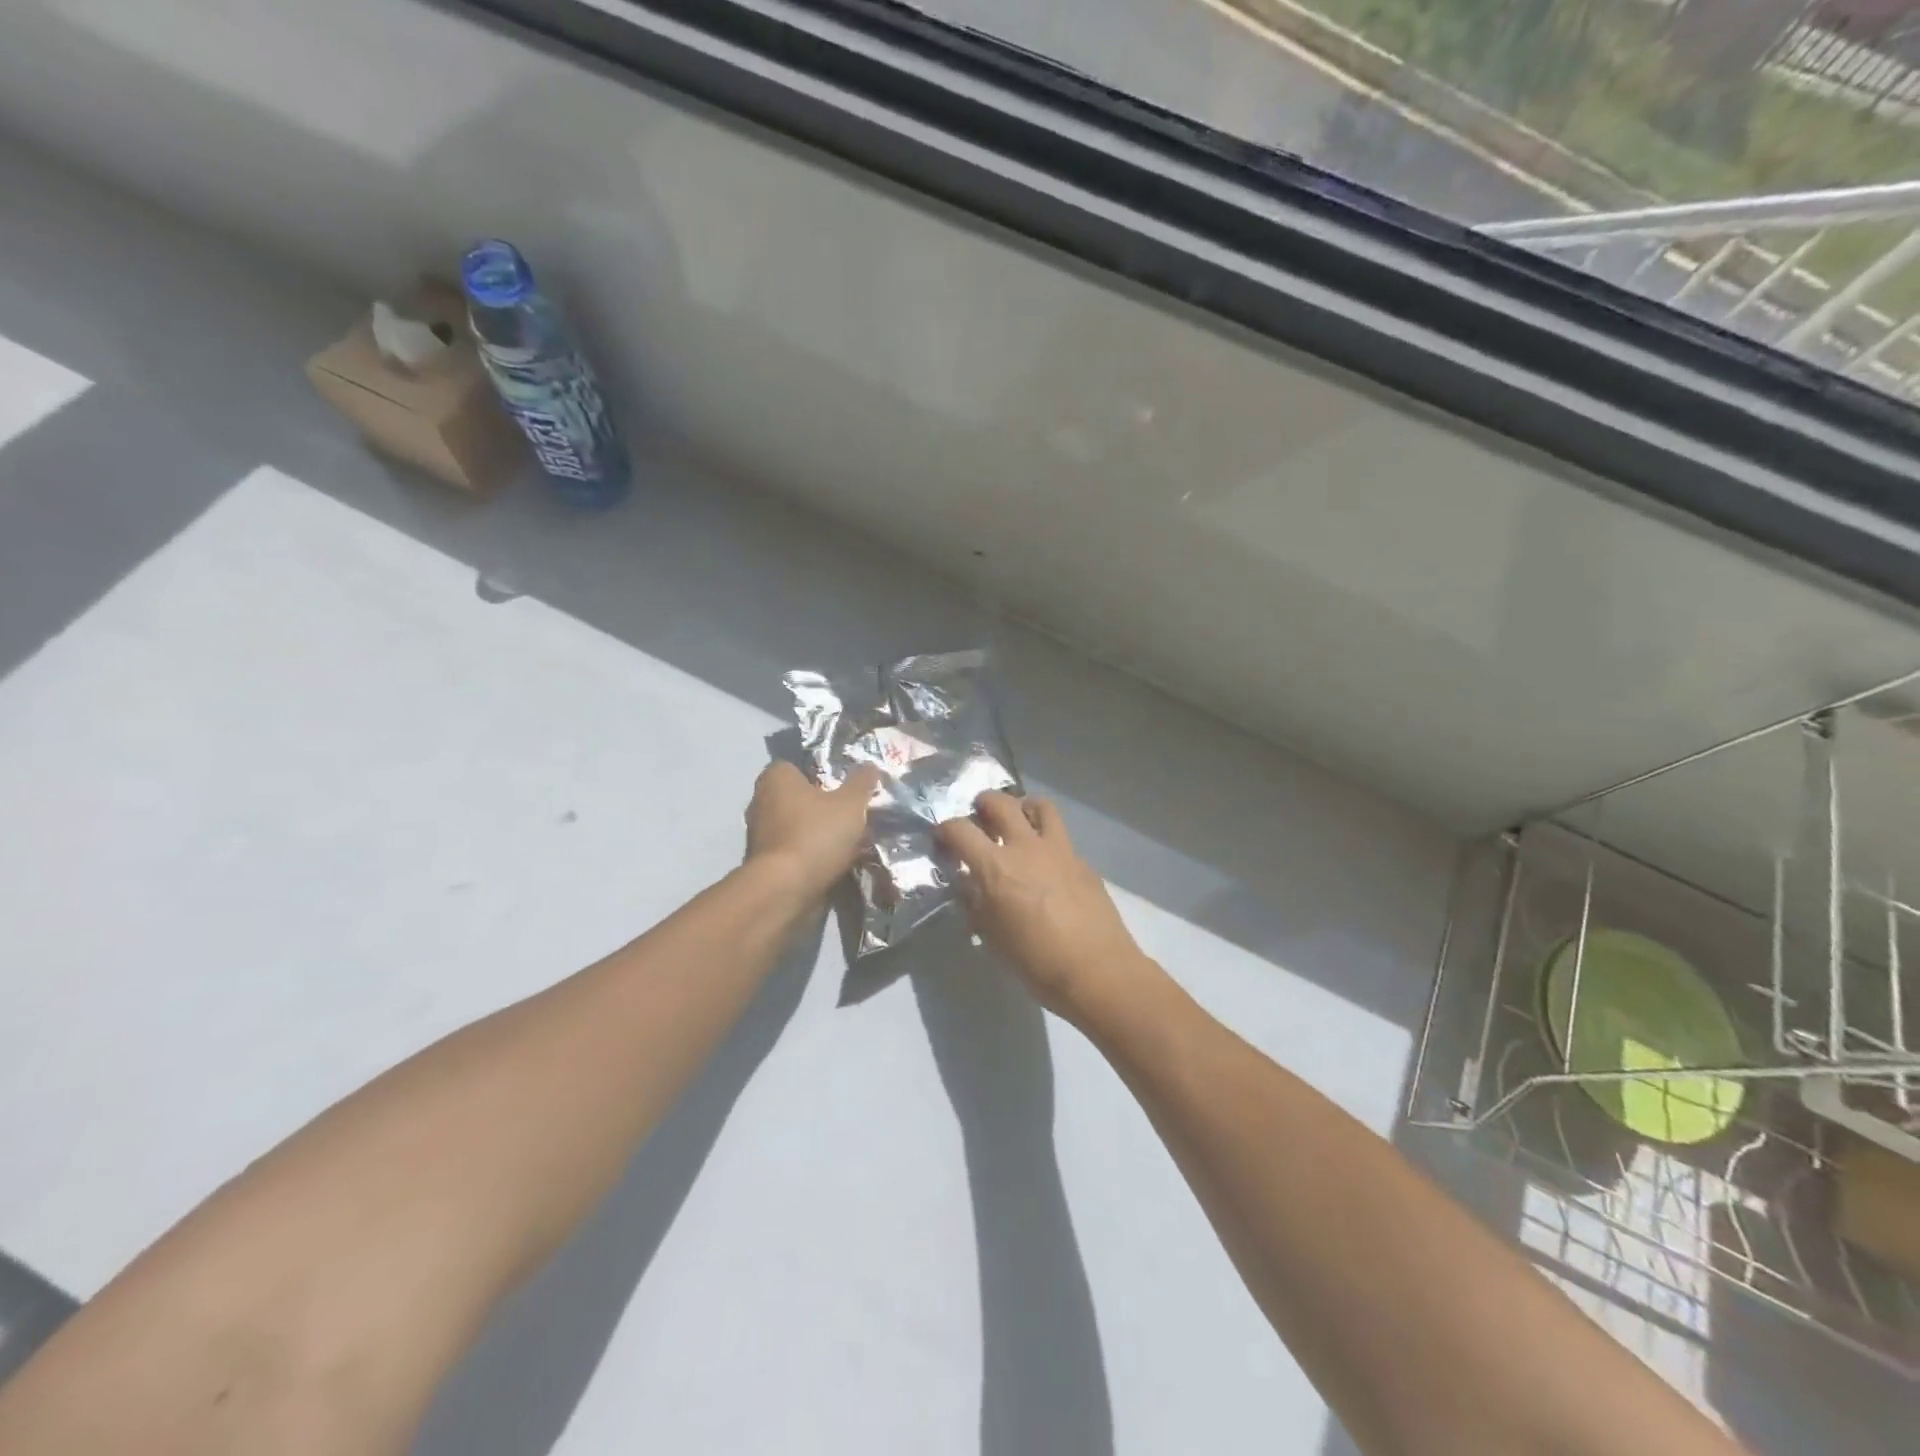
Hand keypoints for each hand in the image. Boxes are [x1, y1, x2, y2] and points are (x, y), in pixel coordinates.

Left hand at [744, 761, 883, 900]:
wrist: (785, 890)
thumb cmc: (816, 835)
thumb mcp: (851, 804)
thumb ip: (862, 782)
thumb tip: (870, 766)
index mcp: (776, 777)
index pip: (800, 766)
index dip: (824, 775)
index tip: (845, 789)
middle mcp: (761, 800)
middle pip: (799, 797)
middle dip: (822, 806)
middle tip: (851, 815)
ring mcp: (759, 834)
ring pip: (797, 825)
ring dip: (817, 833)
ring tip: (847, 842)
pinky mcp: (763, 862)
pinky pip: (794, 850)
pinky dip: (810, 855)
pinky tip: (832, 862)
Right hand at [938, 791, 1156, 1025]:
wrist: (1097, 970)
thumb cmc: (1036, 961)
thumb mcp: (992, 936)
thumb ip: (976, 903)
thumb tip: (970, 886)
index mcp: (996, 867)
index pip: (960, 830)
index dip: (946, 829)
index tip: (943, 837)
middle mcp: (1026, 847)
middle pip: (1001, 803)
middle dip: (984, 803)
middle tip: (979, 814)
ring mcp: (1059, 850)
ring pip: (1040, 806)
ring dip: (1023, 807)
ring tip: (1019, 821)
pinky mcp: (1082, 861)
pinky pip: (1061, 836)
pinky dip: (1047, 838)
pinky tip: (1047, 862)